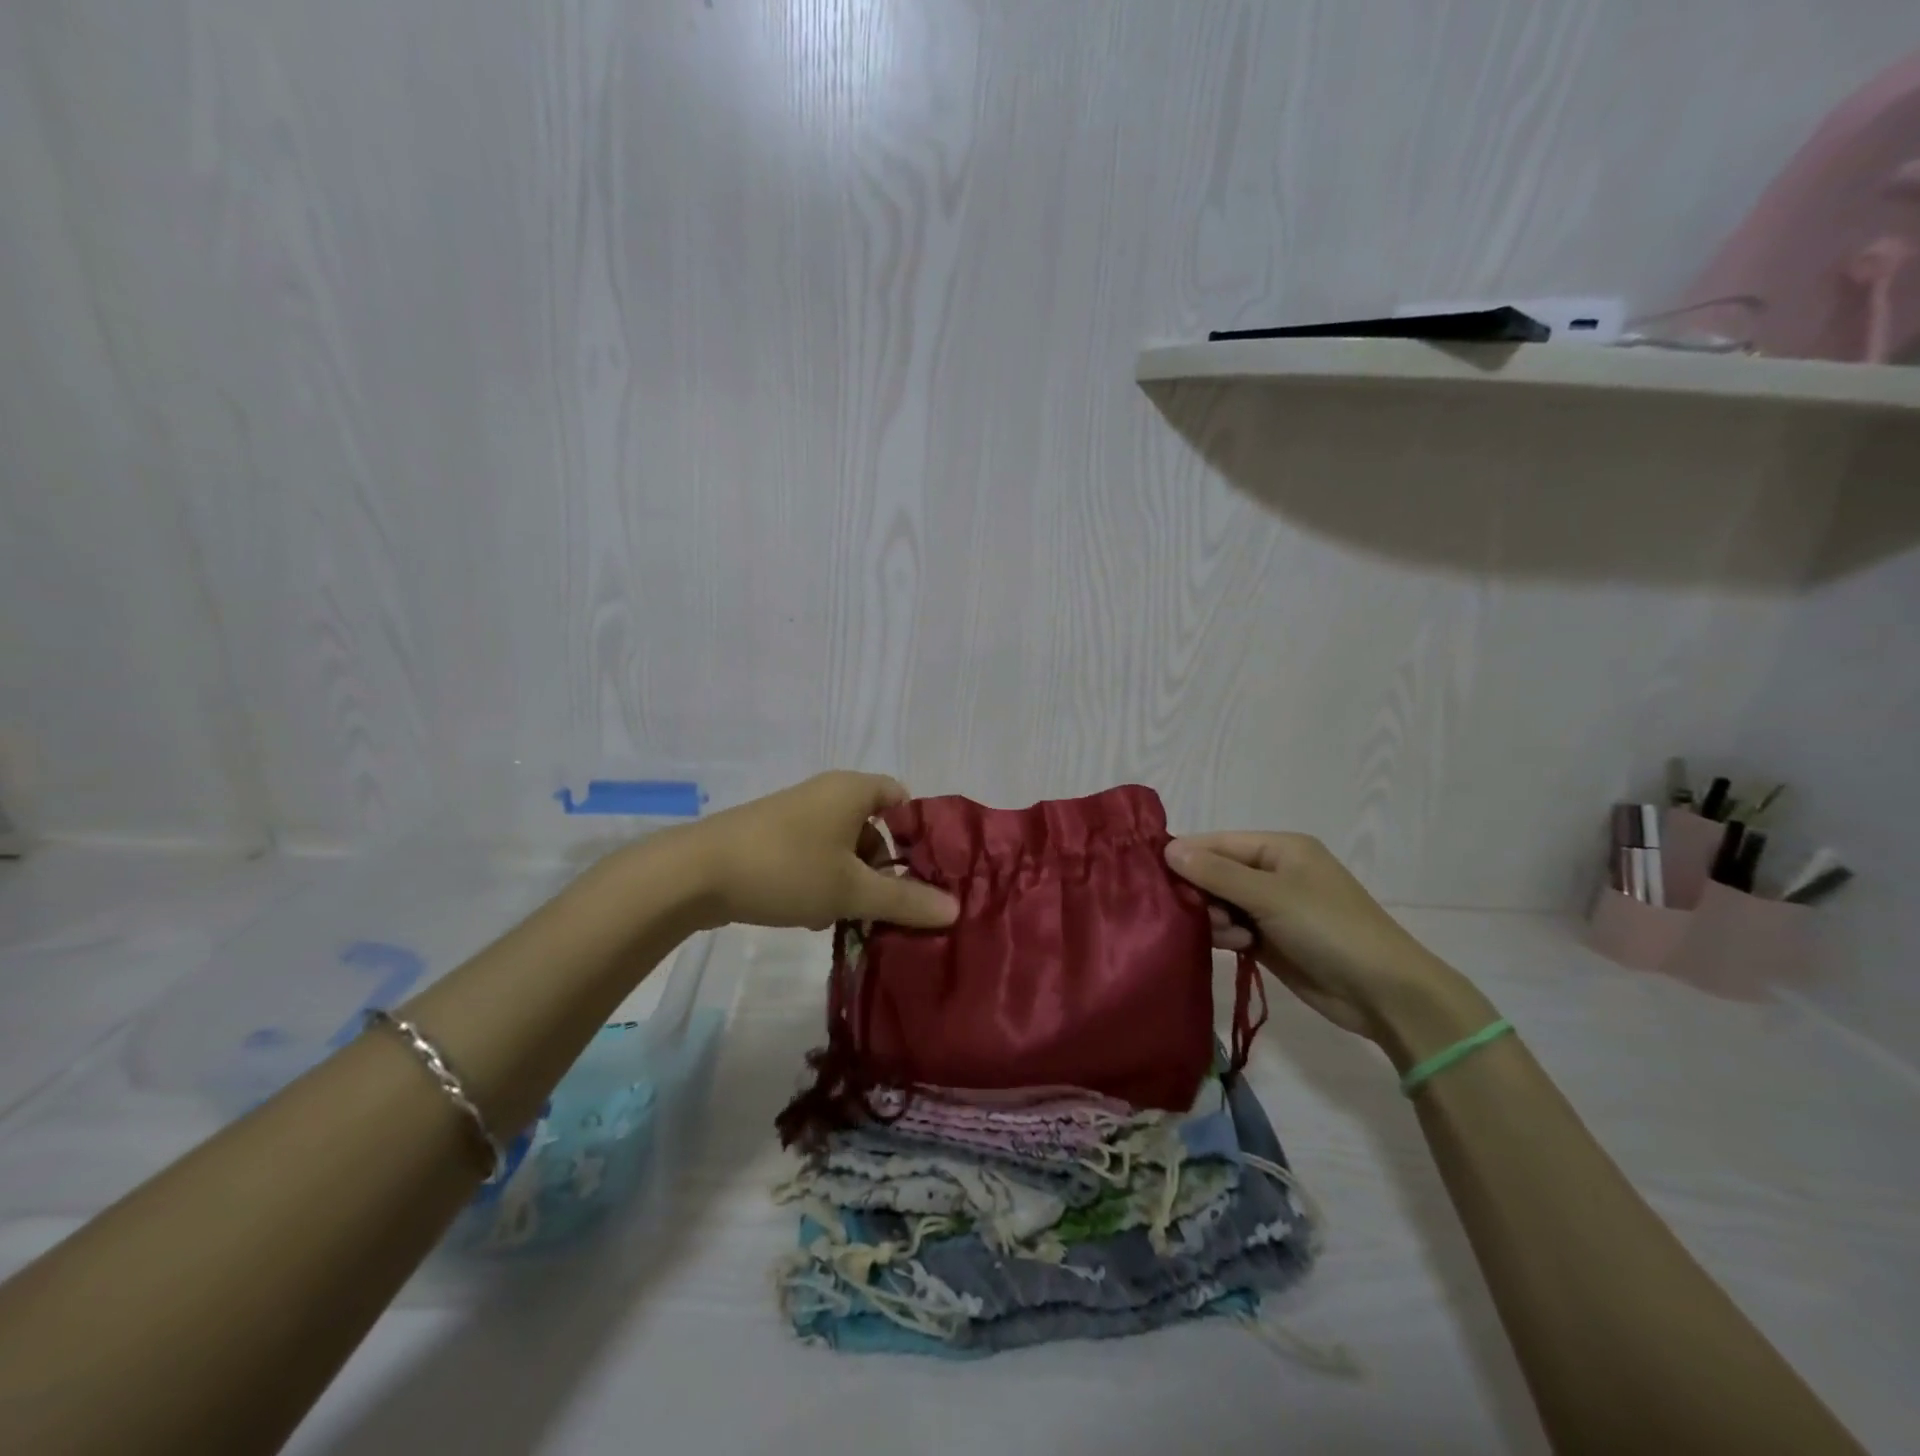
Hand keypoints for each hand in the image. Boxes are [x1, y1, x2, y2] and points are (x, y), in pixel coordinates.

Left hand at [674, 772, 958, 931]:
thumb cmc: (787, 869)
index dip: (916, 832)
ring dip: (852, 880)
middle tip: (887, 905)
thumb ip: (905, 900)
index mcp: (852, 790)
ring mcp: (796, 813)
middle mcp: (827, 792)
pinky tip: (814, 916)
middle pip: (873, 826)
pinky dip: (823, 880)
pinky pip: (814, 854)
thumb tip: (954, 909)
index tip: (922, 872)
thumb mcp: (852, 890)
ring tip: (850, 917)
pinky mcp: (772, 836)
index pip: (901, 797)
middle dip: (883, 867)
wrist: (695, 873)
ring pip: (842, 845)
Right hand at [1166, 831, 1466, 1044]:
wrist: (1384, 993)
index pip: (1217, 843)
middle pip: (1215, 872)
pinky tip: (1234, 946)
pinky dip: (1225, 935)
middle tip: (1190, 912)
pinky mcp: (1269, 939)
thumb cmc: (1330, 929)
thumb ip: (1217, 873)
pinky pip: (1232, 928)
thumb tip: (1168, 849)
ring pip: (1220, 903)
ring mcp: (1271, 907)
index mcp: (1279, 848)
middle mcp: (1273, 872)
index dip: (1185, 855)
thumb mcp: (1271, 895)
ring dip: (1214, 917)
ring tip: (1226, 934)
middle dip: (1199, 891)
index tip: (1151, 874)